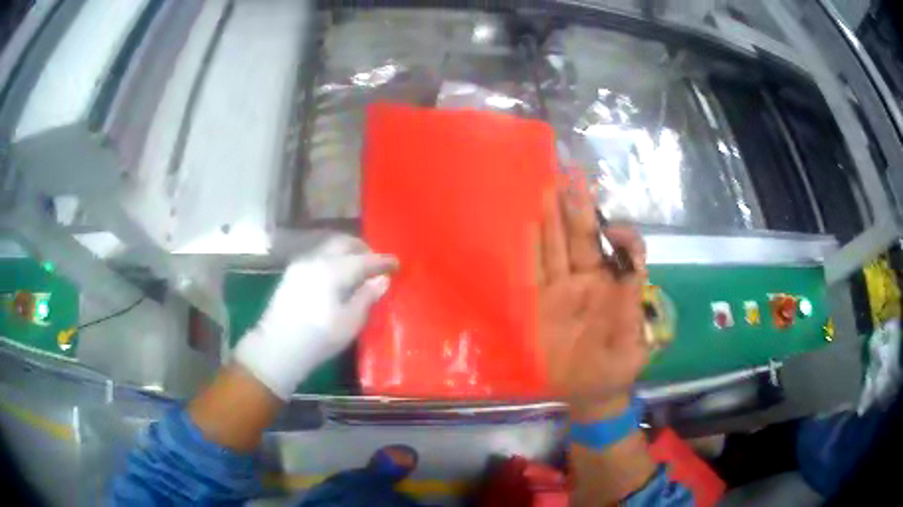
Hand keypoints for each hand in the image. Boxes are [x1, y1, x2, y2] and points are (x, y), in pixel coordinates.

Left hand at [234, 236, 396, 399]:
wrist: (277, 348)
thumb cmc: (318, 339)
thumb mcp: (350, 322)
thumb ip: (367, 296)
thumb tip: (382, 279)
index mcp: (333, 270)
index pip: (364, 259)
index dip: (382, 261)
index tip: (397, 263)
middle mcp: (316, 259)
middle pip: (343, 243)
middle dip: (362, 249)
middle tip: (376, 262)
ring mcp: (300, 265)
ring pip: (329, 248)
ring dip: (346, 253)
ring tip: (357, 269)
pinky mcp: (291, 274)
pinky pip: (318, 257)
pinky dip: (332, 260)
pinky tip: (336, 277)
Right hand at [536, 174, 647, 418]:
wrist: (586, 395)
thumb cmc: (614, 371)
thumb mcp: (631, 348)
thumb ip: (631, 314)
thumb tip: (633, 273)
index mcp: (613, 287)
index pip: (619, 251)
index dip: (620, 235)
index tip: (611, 231)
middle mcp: (585, 281)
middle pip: (580, 239)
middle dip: (575, 209)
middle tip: (566, 177)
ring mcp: (558, 290)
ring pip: (554, 248)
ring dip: (548, 220)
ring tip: (543, 189)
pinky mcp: (535, 304)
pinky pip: (529, 273)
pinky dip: (525, 251)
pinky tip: (518, 228)